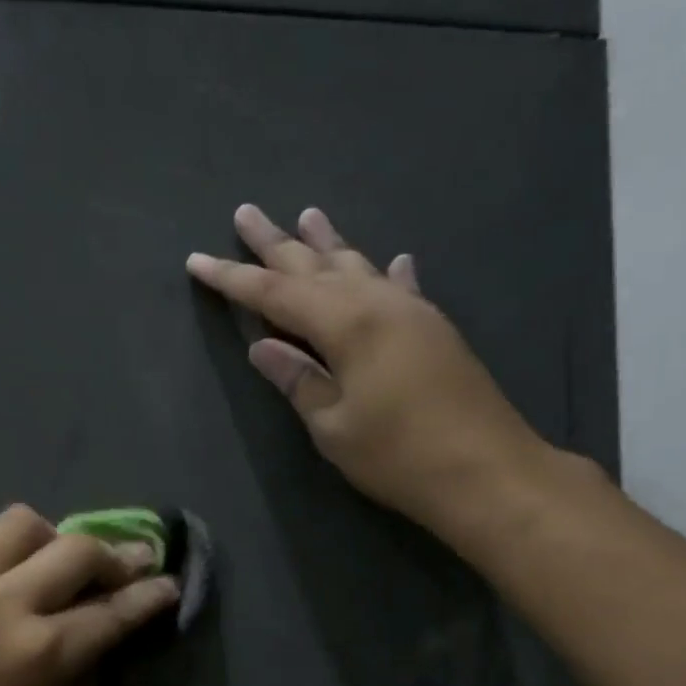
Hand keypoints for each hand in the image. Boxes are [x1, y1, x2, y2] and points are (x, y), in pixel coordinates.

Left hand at [0, 506, 179, 685]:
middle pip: (80, 551)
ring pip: (24, 521)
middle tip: (125, 567)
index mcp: (41, 654)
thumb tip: (99, 630)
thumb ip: (79, 674)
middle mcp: (7, 603)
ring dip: (51, 539)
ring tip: (49, 563)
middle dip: (115, 557)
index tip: (170, 581)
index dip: (151, 595)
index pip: (114, 611)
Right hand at [187, 204, 555, 542]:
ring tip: (307, 215)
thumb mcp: (333, 426)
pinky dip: (388, 272)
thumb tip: (262, 347)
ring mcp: (411, 311)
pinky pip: (402, 287)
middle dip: (275, 243)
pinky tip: (392, 259)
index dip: (233, 278)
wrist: (488, 472)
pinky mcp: (435, 329)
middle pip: (314, 266)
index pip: (274, 294)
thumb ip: (297, 380)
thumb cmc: (398, 456)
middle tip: (246, 213)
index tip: (197, 260)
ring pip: (358, 266)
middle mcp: (377, 303)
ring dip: (328, 243)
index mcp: (345, 324)